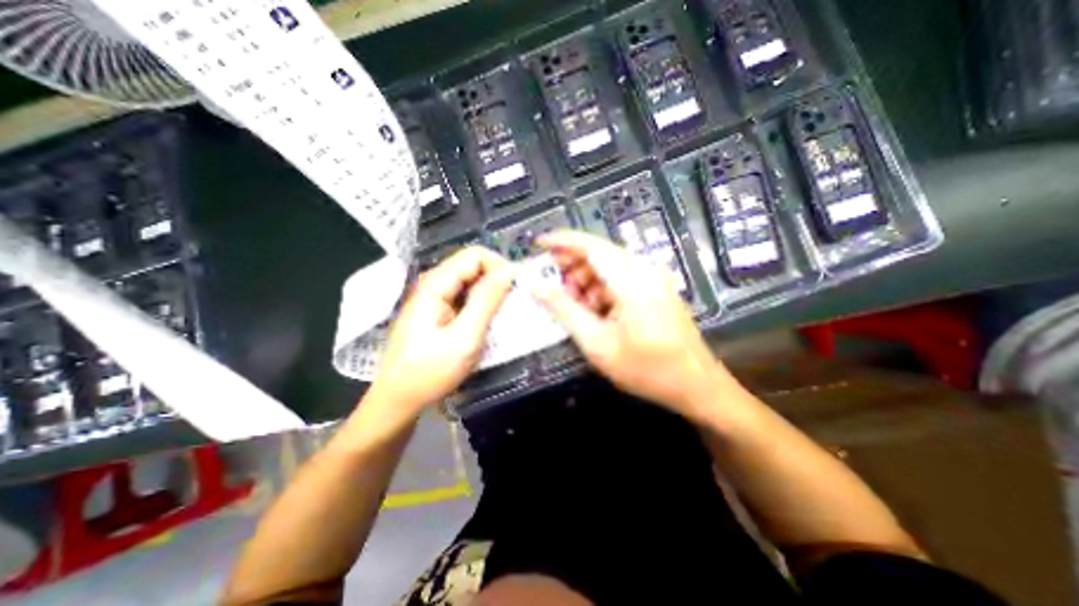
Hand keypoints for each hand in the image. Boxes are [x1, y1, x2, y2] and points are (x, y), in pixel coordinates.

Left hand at [371, 247, 511, 413]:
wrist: (398, 399)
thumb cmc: (429, 372)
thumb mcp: (464, 338)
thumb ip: (486, 302)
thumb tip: (508, 272)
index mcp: (435, 284)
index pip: (476, 255)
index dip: (500, 266)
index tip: (518, 289)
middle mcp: (434, 283)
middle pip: (473, 265)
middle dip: (498, 279)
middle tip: (515, 304)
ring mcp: (435, 296)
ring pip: (471, 280)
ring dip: (492, 293)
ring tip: (505, 314)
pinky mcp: (438, 309)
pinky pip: (466, 296)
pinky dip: (482, 303)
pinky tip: (489, 321)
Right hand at [531, 231, 723, 417]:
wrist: (695, 385)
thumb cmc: (645, 368)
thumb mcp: (596, 342)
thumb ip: (563, 309)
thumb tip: (534, 285)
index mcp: (632, 280)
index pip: (590, 246)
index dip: (561, 240)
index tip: (538, 244)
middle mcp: (645, 270)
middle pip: (599, 253)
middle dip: (571, 265)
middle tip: (551, 285)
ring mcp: (654, 277)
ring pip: (609, 265)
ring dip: (586, 279)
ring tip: (574, 305)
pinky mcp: (657, 287)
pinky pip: (622, 277)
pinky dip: (602, 288)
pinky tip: (595, 310)